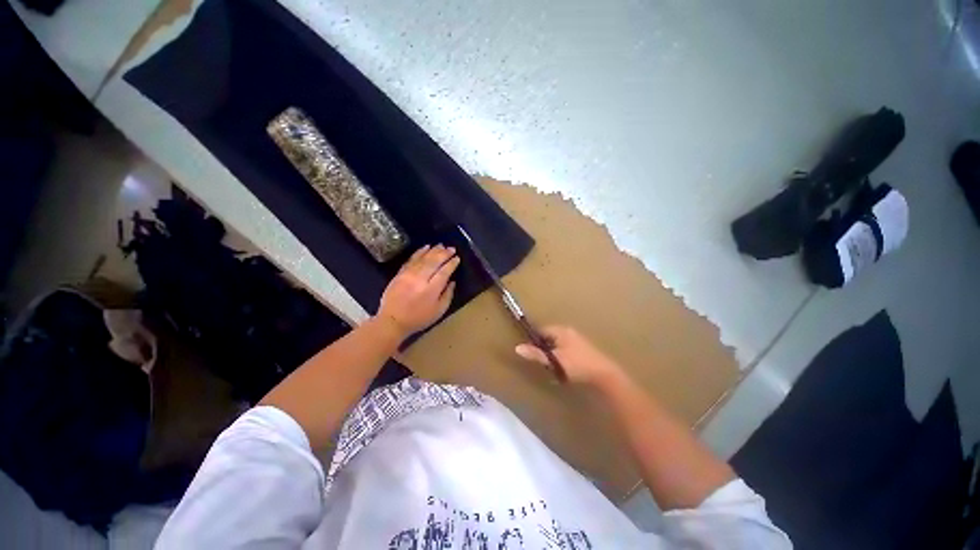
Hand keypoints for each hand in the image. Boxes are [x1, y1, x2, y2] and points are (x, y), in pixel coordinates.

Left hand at [377, 245, 459, 337]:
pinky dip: (419, 252)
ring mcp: (408, 275)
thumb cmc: (419, 318)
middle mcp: (420, 279)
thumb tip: (452, 281)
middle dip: (444, 254)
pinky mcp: (400, 273)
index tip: (457, 258)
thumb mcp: (439, 311)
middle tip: (452, 248)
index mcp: (431, 289)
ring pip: (423, 258)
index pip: (444, 271)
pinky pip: (411, 259)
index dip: (451, 264)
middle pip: (434, 262)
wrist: (392, 321)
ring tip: (441, 245)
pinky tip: (426, 247)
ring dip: (433, 250)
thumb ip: (447, 295)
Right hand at [515, 326, 624, 387]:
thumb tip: (517, 348)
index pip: (542, 330)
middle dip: (544, 348)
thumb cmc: (577, 365)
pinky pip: (566, 350)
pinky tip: (563, 369)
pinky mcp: (584, 349)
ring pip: (558, 344)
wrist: (604, 375)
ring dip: (553, 354)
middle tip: (541, 361)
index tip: (530, 351)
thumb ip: (536, 354)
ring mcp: (578, 340)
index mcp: (561, 331)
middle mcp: (569, 332)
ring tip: (551, 367)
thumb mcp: (554, 361)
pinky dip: (562, 357)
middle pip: (550, 337)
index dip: (534, 340)